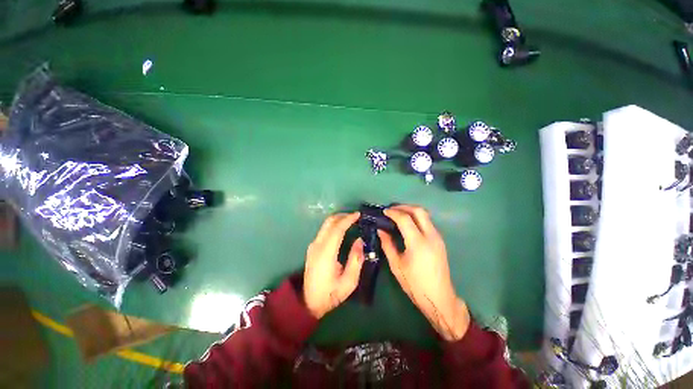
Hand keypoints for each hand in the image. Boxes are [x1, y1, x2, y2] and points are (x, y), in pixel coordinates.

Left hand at [303, 212, 364, 318]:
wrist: (308, 303)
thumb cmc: (330, 294)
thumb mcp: (349, 282)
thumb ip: (355, 259)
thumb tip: (360, 240)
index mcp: (326, 253)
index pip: (337, 229)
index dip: (348, 219)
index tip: (358, 214)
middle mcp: (317, 245)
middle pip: (329, 222)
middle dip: (343, 216)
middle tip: (356, 217)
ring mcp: (313, 246)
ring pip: (325, 225)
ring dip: (338, 220)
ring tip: (351, 221)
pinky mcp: (312, 248)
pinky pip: (324, 231)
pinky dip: (334, 226)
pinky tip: (342, 230)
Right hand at [379, 205, 469, 340]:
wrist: (439, 298)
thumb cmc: (415, 284)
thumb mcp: (396, 265)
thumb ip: (387, 244)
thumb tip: (380, 230)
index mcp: (418, 243)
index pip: (405, 219)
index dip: (393, 213)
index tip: (384, 212)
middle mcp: (430, 236)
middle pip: (419, 211)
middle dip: (404, 207)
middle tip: (392, 209)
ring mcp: (437, 237)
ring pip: (425, 215)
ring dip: (411, 211)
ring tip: (398, 214)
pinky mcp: (440, 241)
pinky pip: (427, 222)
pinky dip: (417, 218)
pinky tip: (408, 224)